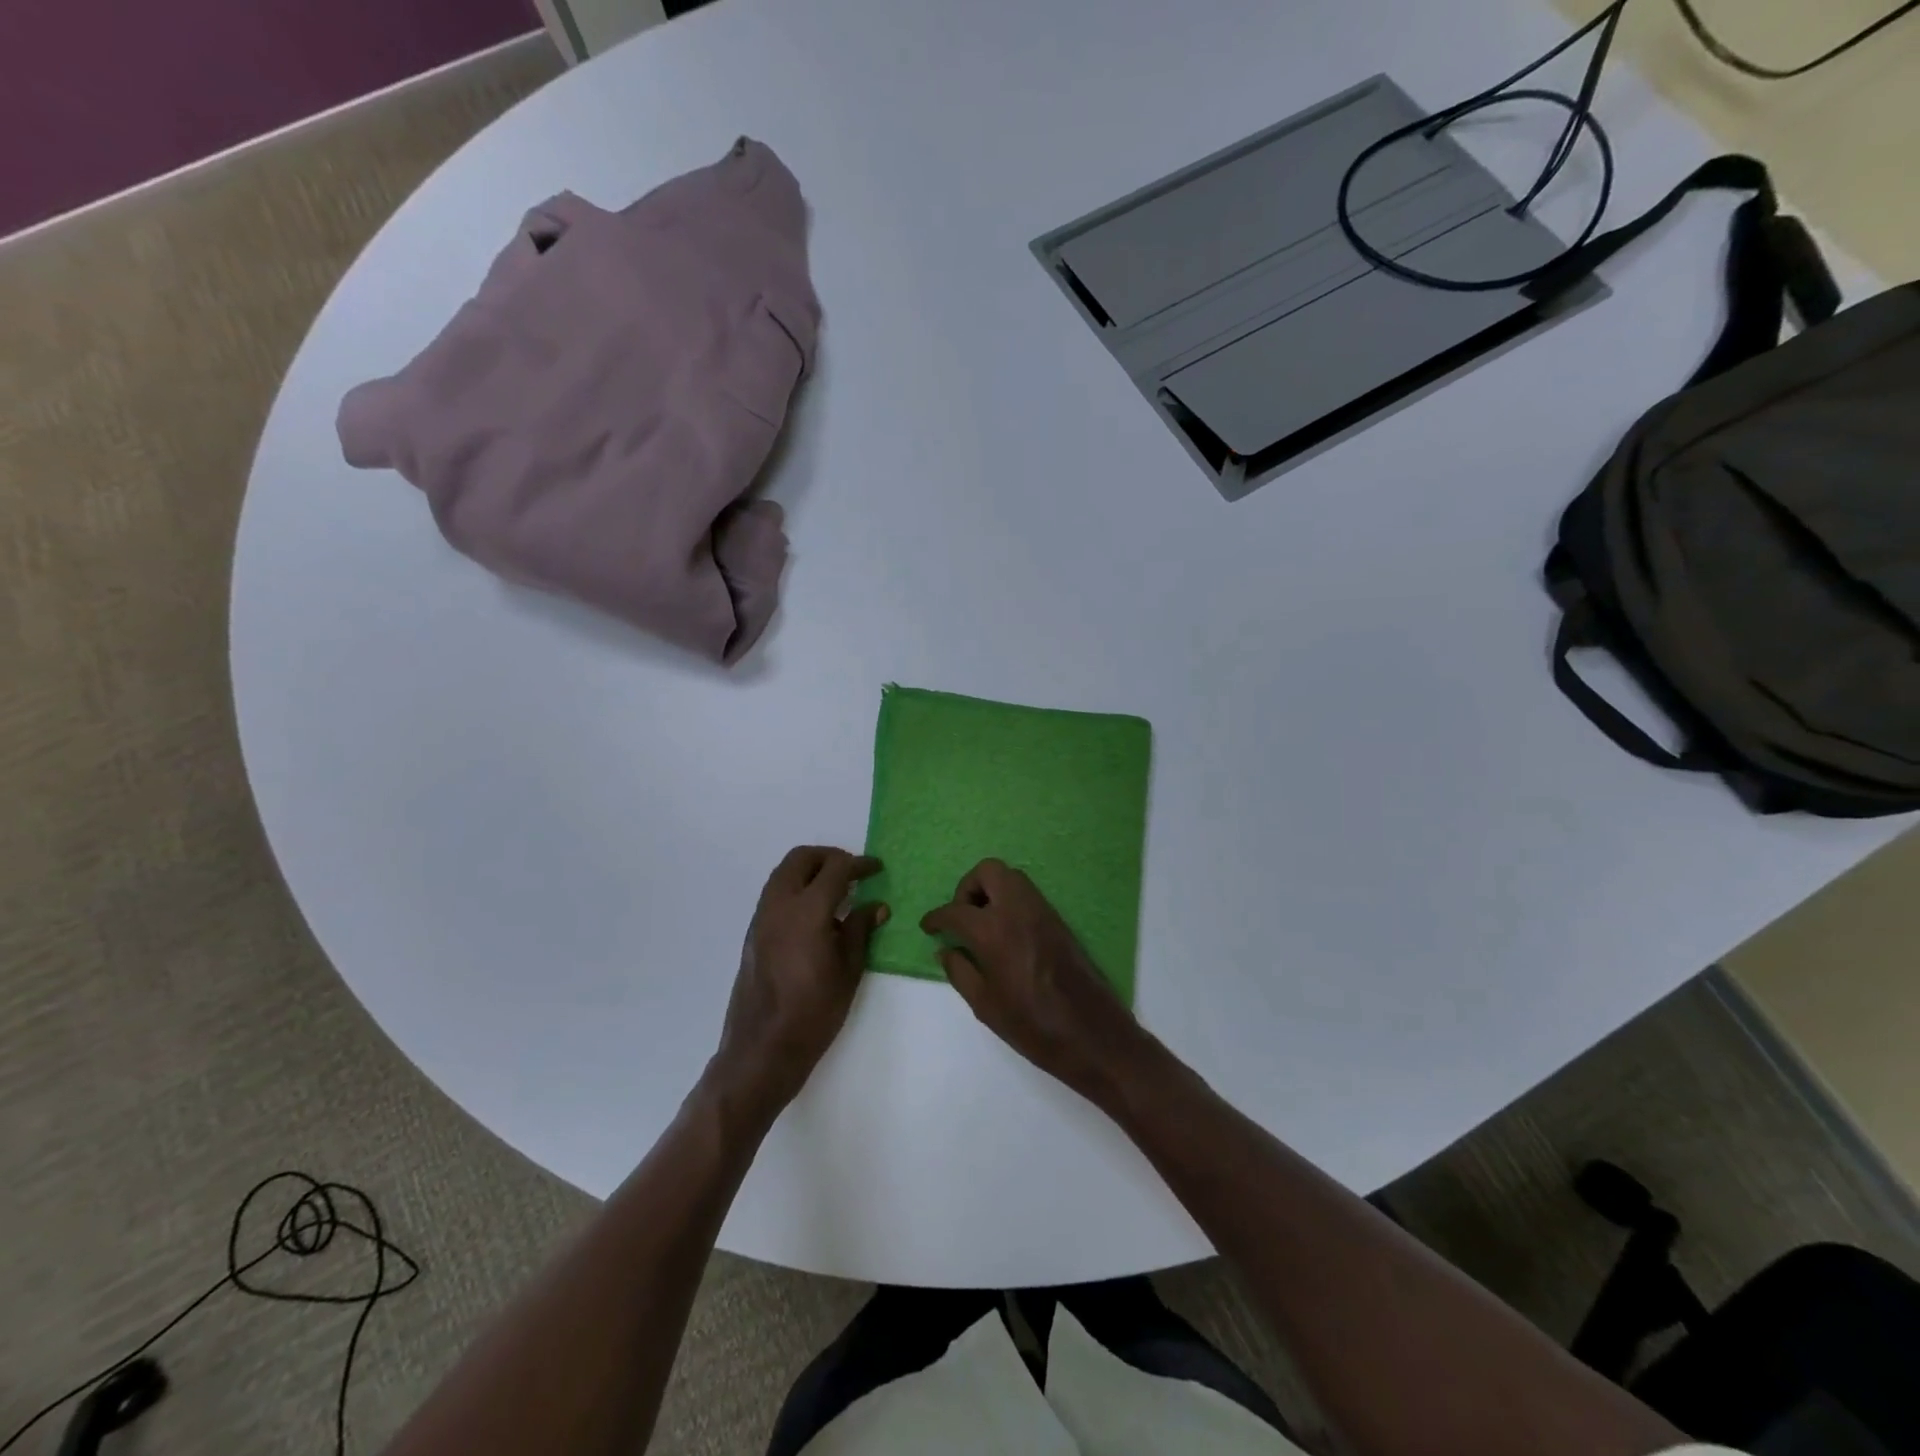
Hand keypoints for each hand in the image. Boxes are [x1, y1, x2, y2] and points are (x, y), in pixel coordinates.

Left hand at [711, 847, 886, 1119]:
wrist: (763, 1048)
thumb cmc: (814, 1012)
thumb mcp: (848, 970)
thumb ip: (861, 930)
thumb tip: (876, 906)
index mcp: (807, 910)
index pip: (836, 869)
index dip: (859, 864)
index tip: (876, 868)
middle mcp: (779, 904)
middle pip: (802, 858)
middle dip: (829, 857)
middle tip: (853, 872)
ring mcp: (761, 917)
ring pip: (784, 873)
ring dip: (810, 870)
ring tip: (836, 890)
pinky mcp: (753, 933)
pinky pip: (775, 893)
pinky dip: (796, 887)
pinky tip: (816, 913)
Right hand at [921, 859, 1144, 1104]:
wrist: (1090, 1032)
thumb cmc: (1031, 1024)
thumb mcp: (984, 1004)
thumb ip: (960, 971)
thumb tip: (946, 950)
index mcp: (993, 930)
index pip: (956, 910)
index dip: (936, 917)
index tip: (928, 926)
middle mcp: (1017, 909)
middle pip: (987, 871)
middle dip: (967, 888)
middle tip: (960, 918)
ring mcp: (1041, 910)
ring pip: (1010, 877)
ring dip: (991, 890)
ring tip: (981, 924)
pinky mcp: (1058, 919)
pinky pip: (1027, 893)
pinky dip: (1009, 900)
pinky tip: (1004, 932)